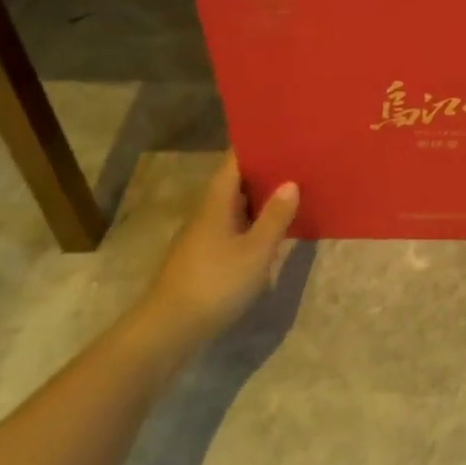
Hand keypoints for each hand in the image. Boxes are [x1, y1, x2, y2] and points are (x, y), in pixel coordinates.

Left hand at [145, 155, 299, 338]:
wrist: (169, 329)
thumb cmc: (215, 283)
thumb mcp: (255, 251)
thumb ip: (275, 217)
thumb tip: (290, 183)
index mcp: (216, 202)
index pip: (234, 162)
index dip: (255, 146)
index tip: (281, 135)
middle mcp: (206, 213)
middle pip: (234, 183)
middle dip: (262, 172)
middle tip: (296, 162)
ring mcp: (201, 237)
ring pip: (233, 207)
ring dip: (258, 199)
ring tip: (291, 192)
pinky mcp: (202, 259)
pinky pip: (231, 228)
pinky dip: (251, 222)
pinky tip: (269, 231)